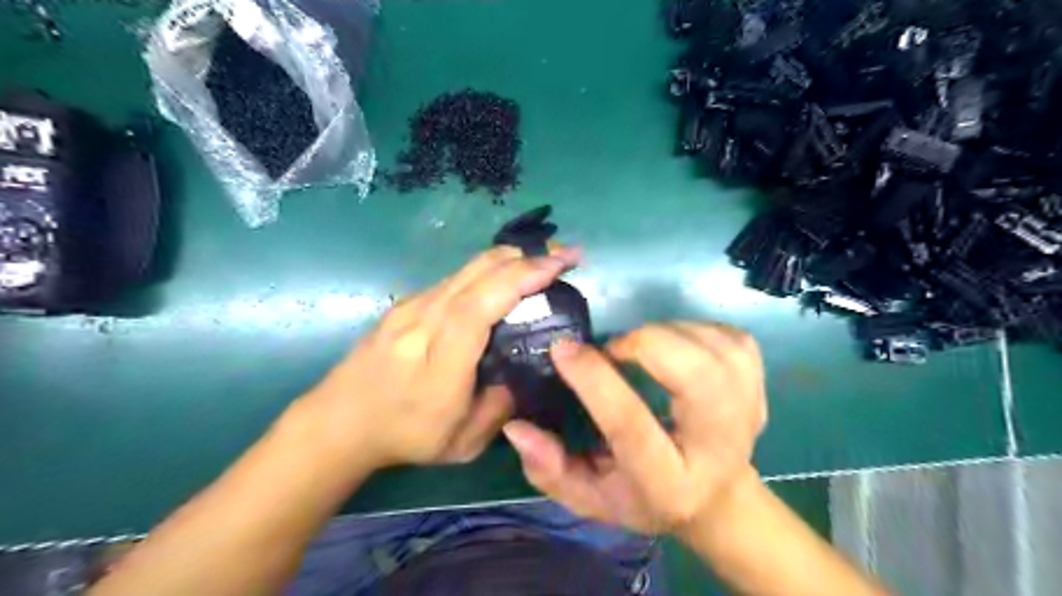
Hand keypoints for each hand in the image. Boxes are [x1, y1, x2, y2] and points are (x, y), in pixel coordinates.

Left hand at [299, 245, 579, 466]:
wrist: (339, 420)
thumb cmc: (403, 435)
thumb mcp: (462, 442)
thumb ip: (501, 407)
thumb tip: (524, 373)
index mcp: (439, 361)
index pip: (479, 306)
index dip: (520, 278)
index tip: (558, 264)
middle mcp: (423, 322)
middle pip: (476, 273)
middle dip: (526, 257)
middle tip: (564, 256)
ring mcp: (412, 307)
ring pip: (467, 269)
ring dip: (510, 259)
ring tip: (543, 262)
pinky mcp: (407, 303)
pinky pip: (456, 278)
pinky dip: (489, 270)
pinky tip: (507, 278)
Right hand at [503, 323, 763, 532]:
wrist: (718, 497)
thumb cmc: (647, 496)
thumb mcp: (592, 497)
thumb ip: (549, 469)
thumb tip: (517, 425)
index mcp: (668, 482)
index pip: (631, 424)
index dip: (594, 380)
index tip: (563, 349)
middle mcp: (716, 445)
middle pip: (698, 377)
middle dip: (647, 344)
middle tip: (615, 349)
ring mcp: (748, 411)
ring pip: (716, 347)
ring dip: (667, 334)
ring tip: (641, 350)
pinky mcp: (759, 384)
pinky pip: (728, 335)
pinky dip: (694, 329)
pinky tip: (676, 346)